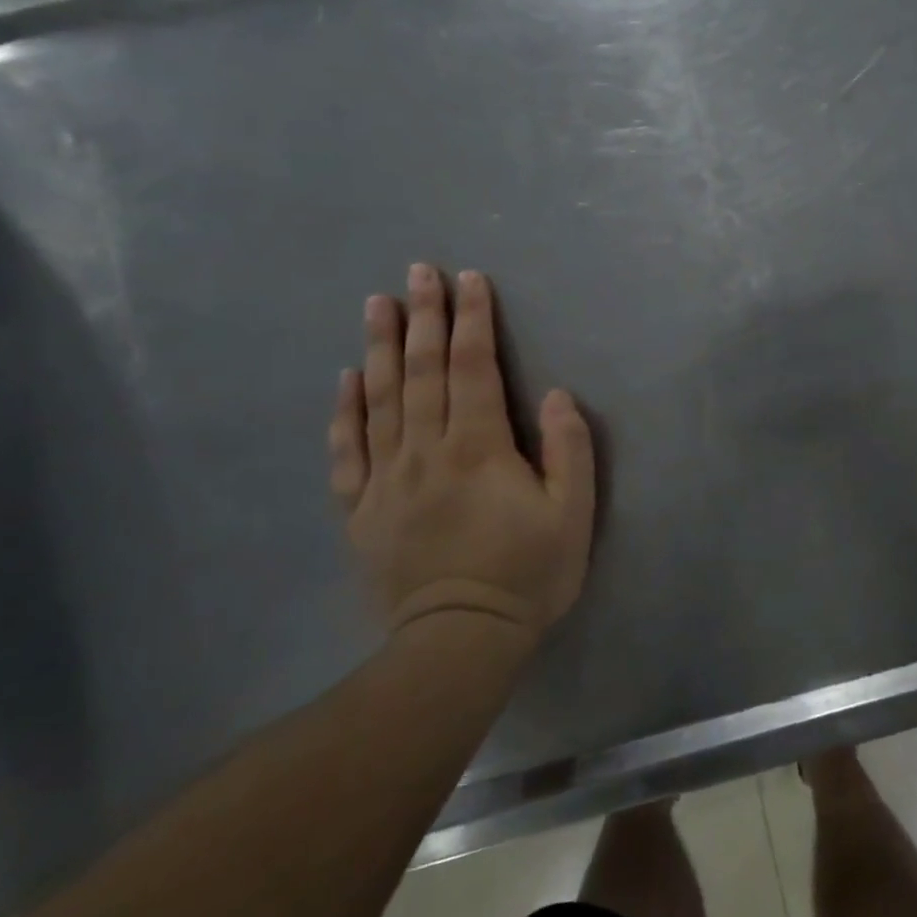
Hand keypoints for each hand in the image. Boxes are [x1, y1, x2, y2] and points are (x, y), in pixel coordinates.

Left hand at [328, 264, 595, 647]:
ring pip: (380, 400)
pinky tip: (345, 380)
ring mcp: (386, 480)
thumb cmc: (526, 575)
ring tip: (377, 304)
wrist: (458, 643)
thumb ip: (567, 449)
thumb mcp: (572, 514)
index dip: (473, 320)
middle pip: (423, 371)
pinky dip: (345, 411)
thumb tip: (553, 394)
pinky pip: (348, 451)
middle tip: (418, 272)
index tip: (469, 280)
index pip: (474, 368)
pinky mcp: (361, 511)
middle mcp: (426, 451)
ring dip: (381, 348)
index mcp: (478, 447)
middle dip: (424, 317)